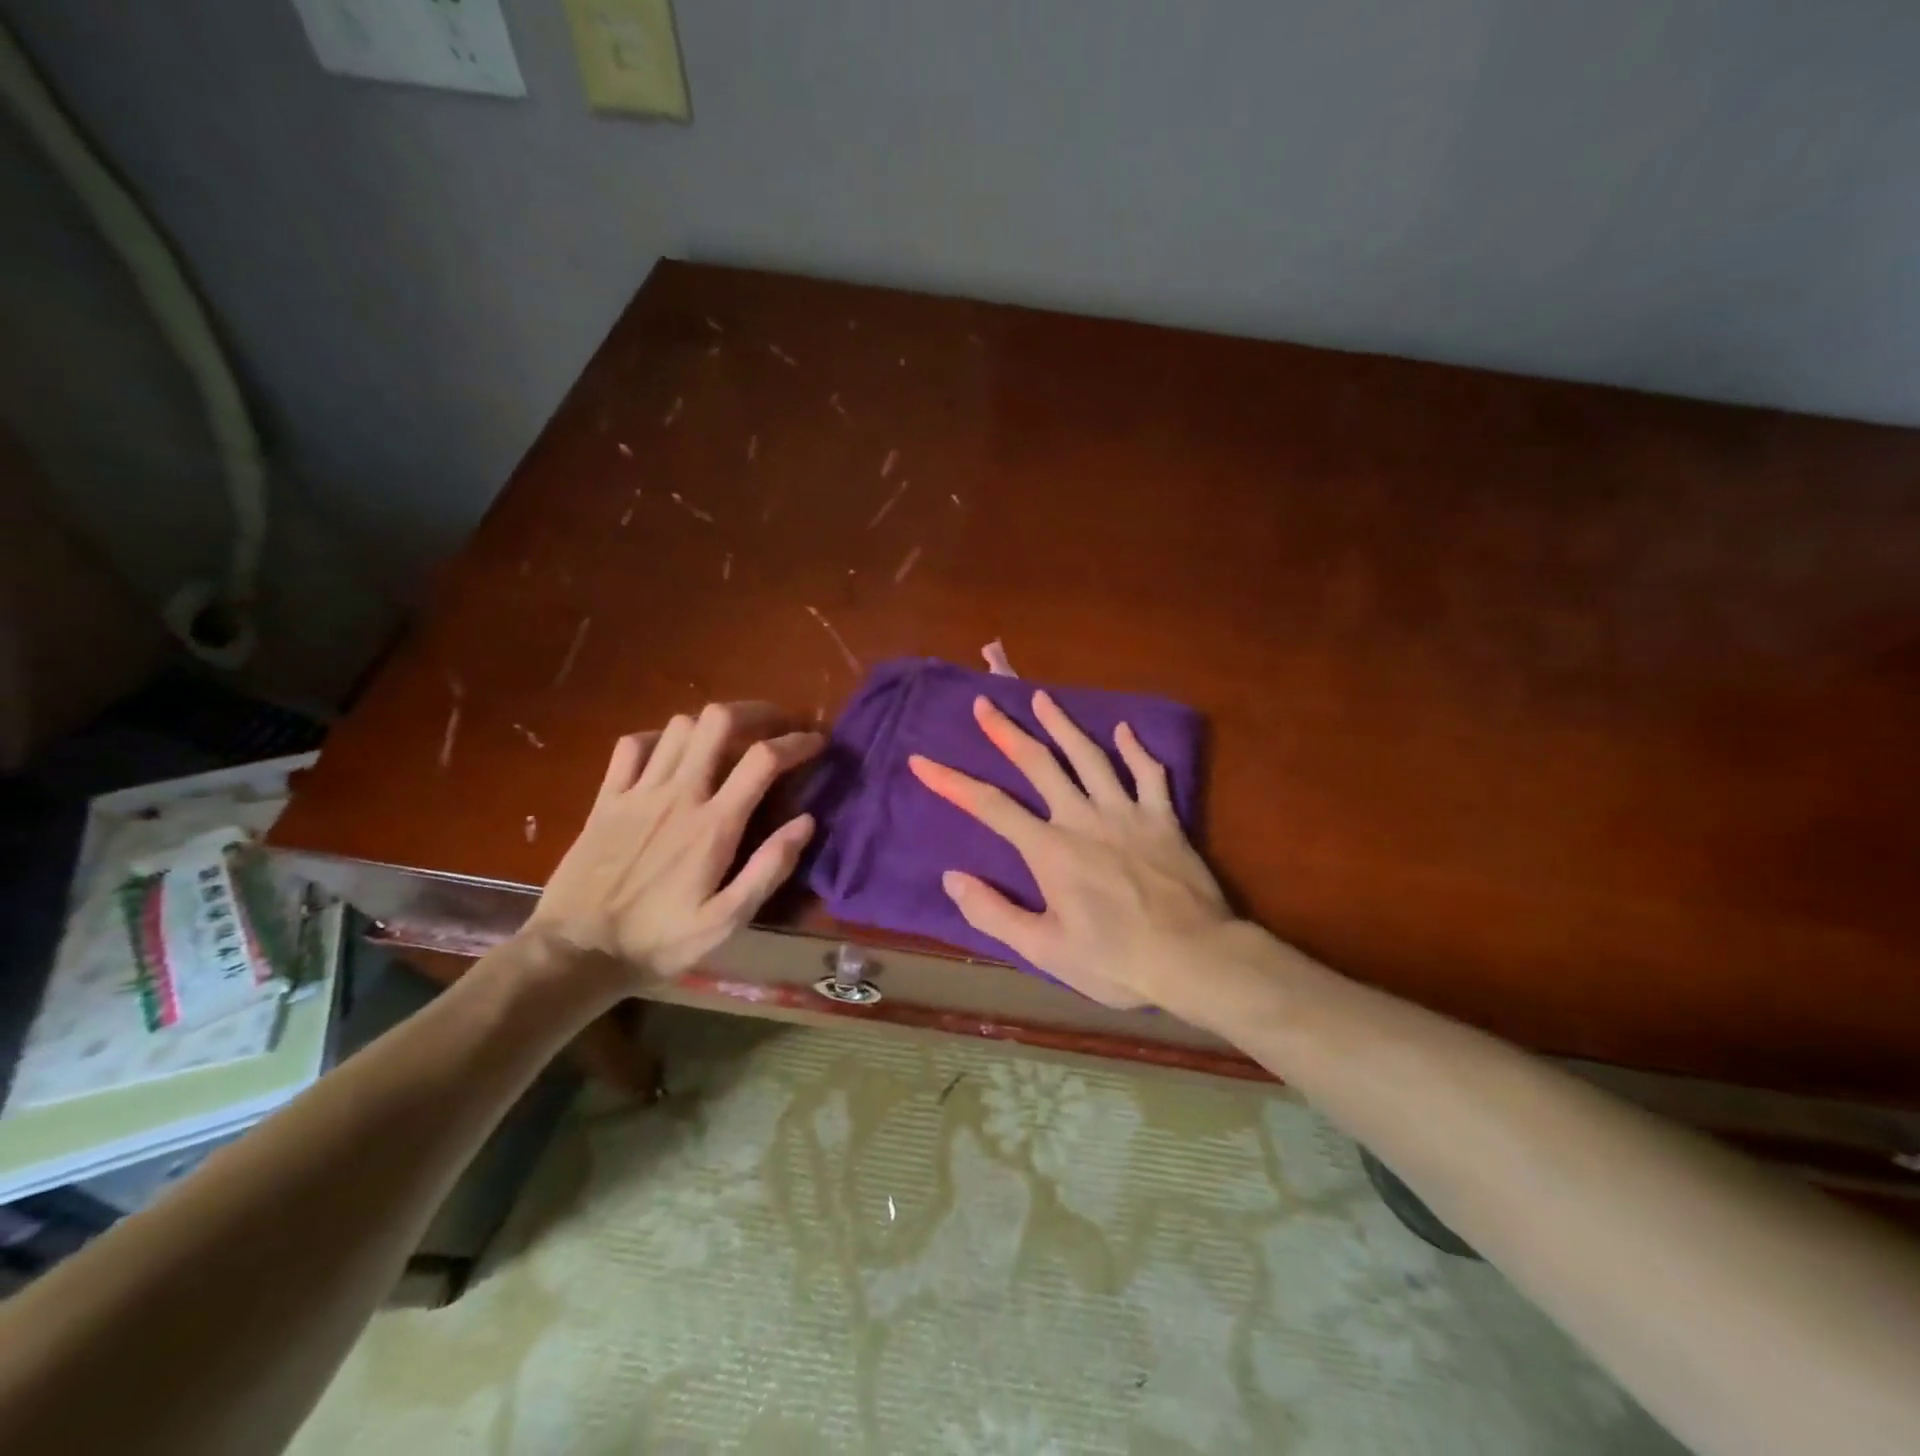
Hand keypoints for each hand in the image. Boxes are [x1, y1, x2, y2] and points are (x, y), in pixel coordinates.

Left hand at [527, 703, 822, 984]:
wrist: (576, 953)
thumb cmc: (659, 942)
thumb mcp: (727, 921)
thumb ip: (769, 869)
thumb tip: (806, 822)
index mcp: (714, 825)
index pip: (763, 759)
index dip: (796, 742)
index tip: (816, 743)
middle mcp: (678, 795)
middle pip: (718, 721)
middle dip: (755, 711)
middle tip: (775, 725)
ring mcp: (638, 792)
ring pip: (679, 726)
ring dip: (711, 726)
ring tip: (729, 743)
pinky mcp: (606, 798)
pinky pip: (633, 745)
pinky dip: (659, 738)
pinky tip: (671, 755)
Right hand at [907, 691, 1233, 1009]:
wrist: (1195, 959)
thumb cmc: (1116, 961)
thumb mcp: (1044, 951)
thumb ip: (994, 914)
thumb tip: (951, 878)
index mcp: (1050, 850)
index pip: (990, 806)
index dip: (951, 782)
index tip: (921, 760)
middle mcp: (1084, 818)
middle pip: (1039, 764)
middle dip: (1006, 732)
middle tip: (984, 703)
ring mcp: (1127, 813)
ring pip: (1090, 756)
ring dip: (1063, 725)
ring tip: (1041, 698)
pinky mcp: (1164, 819)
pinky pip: (1149, 774)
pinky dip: (1135, 749)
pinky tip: (1123, 729)